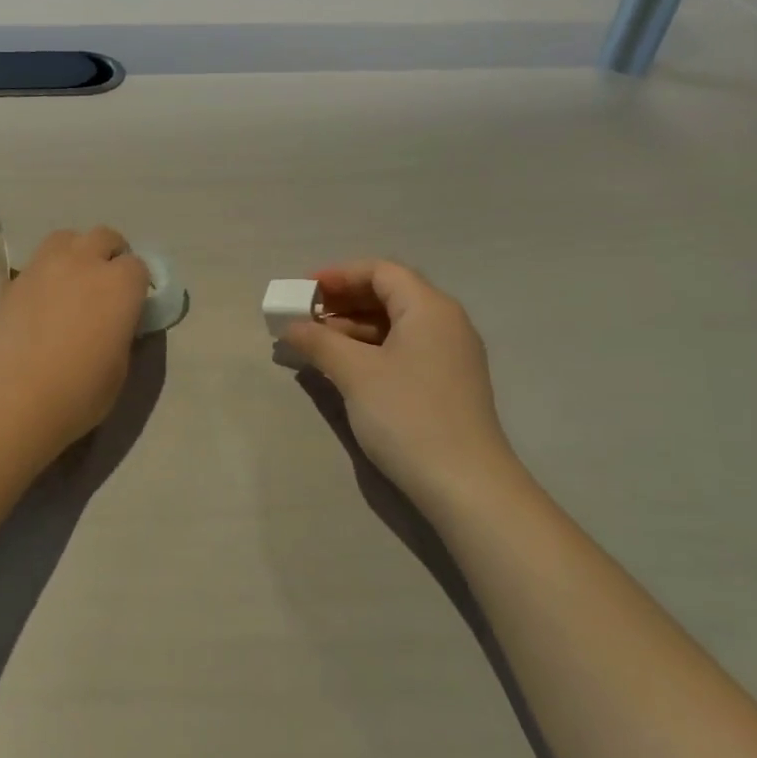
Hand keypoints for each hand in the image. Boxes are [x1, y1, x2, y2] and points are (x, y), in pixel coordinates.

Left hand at [0, 226, 150, 462]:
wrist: (7, 403)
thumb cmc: (76, 394)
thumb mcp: (118, 370)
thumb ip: (122, 333)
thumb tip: (116, 322)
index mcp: (119, 284)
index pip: (138, 266)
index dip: (137, 285)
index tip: (131, 306)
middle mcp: (82, 263)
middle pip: (103, 237)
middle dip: (109, 255)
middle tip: (105, 287)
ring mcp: (41, 267)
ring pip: (66, 240)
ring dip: (75, 254)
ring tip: (71, 285)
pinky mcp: (10, 282)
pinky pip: (35, 266)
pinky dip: (44, 276)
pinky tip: (39, 306)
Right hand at [281, 260, 523, 511]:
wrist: (466, 486)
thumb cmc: (408, 415)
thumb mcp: (355, 373)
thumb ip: (319, 342)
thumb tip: (290, 326)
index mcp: (429, 307)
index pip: (381, 271)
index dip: (339, 274)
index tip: (303, 290)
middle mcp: (445, 322)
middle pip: (389, 294)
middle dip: (343, 301)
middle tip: (305, 316)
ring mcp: (450, 355)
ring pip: (395, 324)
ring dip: (354, 327)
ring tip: (316, 344)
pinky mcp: (447, 383)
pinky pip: (404, 349)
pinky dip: (371, 349)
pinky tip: (344, 367)